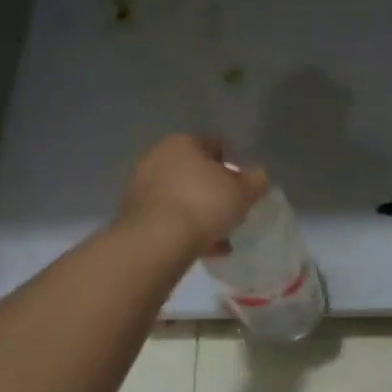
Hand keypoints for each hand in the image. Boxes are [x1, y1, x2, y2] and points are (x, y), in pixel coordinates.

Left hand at [119, 135, 270, 256]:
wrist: (156, 240)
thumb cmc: (204, 204)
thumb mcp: (243, 191)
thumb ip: (256, 180)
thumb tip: (258, 176)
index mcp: (183, 142)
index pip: (215, 145)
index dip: (233, 164)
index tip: (244, 186)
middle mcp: (157, 157)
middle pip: (195, 172)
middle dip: (214, 190)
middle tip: (231, 209)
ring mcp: (142, 186)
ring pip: (181, 197)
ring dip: (199, 213)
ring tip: (220, 236)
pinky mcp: (133, 215)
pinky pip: (168, 218)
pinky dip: (185, 229)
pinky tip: (203, 249)